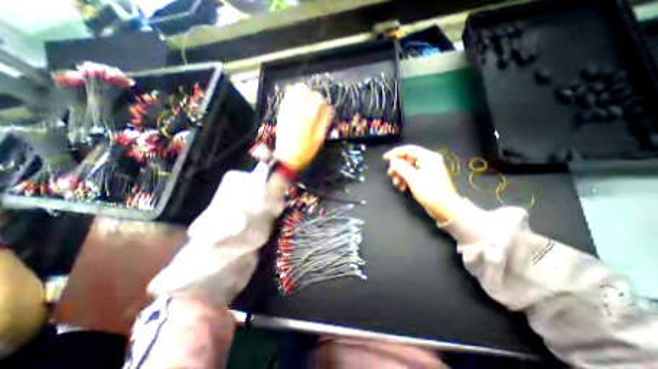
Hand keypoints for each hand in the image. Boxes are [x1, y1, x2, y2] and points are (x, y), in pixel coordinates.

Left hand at [275, 84, 334, 170]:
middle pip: (305, 90)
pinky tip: (296, 105)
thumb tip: (329, 108)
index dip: (321, 102)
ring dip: (301, 94)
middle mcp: (297, 109)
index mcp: (309, 116)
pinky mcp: (281, 113)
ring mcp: (287, 110)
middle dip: (311, 95)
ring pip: (294, 91)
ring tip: (305, 103)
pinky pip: (287, 98)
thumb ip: (324, 121)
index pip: (317, 98)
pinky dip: (292, 97)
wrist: (288, 158)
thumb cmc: (306, 150)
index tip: (322, 108)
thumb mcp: (319, 138)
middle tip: (313, 104)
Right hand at [384, 146, 459, 223]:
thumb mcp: (412, 178)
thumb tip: (392, 160)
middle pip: (407, 159)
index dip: (395, 153)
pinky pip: (412, 174)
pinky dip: (405, 179)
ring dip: (400, 175)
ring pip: (408, 167)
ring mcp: (428, 169)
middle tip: (390, 175)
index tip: (384, 159)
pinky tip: (402, 187)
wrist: (445, 208)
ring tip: (396, 184)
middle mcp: (428, 160)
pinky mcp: (426, 178)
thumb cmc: (429, 191)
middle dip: (397, 167)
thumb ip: (400, 167)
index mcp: (427, 157)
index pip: (408, 149)